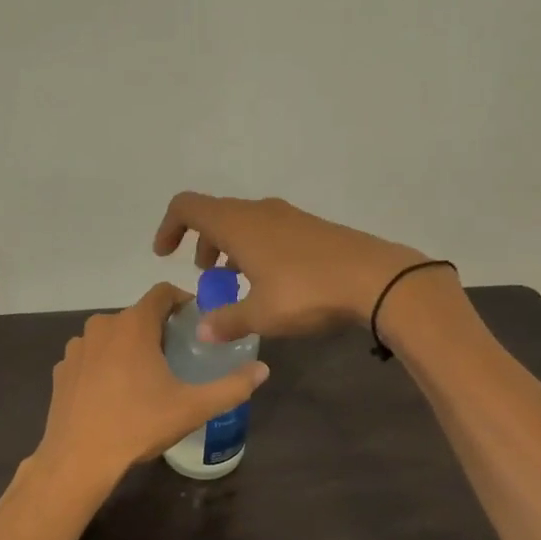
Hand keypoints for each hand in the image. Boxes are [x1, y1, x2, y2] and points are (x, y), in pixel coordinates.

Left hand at [35, 282, 269, 489]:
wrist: (78, 459)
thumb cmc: (138, 425)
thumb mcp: (193, 408)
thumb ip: (232, 386)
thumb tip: (263, 369)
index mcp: (134, 324)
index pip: (162, 292)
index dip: (182, 300)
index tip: (196, 321)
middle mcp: (102, 325)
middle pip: (138, 315)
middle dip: (158, 329)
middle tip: (177, 357)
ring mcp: (77, 347)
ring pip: (112, 336)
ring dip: (130, 347)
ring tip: (145, 378)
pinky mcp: (62, 369)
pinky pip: (91, 356)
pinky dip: (105, 365)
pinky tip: (114, 394)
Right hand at [152, 193, 434, 341]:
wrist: (375, 278)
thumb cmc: (307, 291)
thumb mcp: (261, 314)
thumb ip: (227, 321)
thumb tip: (203, 332)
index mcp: (237, 224)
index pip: (187, 207)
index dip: (169, 227)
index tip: (165, 254)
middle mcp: (259, 211)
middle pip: (216, 214)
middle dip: (202, 243)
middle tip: (205, 277)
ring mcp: (288, 216)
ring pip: (244, 223)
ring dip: (230, 247)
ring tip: (235, 282)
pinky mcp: (311, 228)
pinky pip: (269, 230)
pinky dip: (255, 249)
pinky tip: (270, 282)